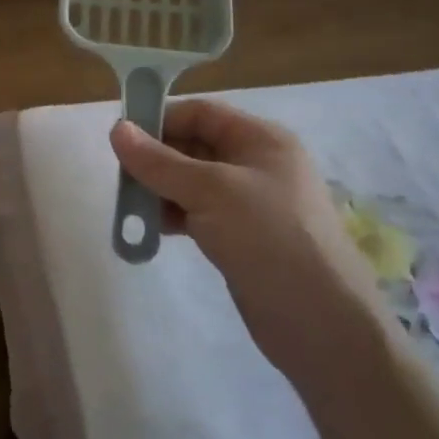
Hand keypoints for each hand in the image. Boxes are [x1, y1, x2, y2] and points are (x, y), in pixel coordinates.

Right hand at [110, 101, 389, 393]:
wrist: (321, 325)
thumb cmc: (270, 239)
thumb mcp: (211, 191)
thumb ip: (159, 162)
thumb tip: (116, 129)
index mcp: (261, 140)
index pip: (201, 113)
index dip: (161, 119)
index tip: (120, 139)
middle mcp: (257, 164)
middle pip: (193, 146)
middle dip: (156, 159)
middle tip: (121, 178)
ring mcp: (250, 203)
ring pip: (192, 182)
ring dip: (160, 190)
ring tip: (131, 207)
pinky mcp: (241, 237)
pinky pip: (198, 213)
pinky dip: (173, 216)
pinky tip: (151, 230)